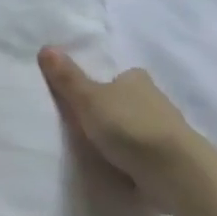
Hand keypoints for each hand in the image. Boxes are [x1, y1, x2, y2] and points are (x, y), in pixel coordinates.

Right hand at [39, 48, 193, 211]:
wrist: (171, 168)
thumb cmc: (127, 126)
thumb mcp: (88, 99)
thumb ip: (68, 78)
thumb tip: (45, 47)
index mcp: (137, 80)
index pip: (118, 78)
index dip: (102, 87)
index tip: (84, 104)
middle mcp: (155, 99)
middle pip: (127, 103)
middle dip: (112, 114)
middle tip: (85, 130)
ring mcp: (164, 129)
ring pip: (137, 128)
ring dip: (123, 138)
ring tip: (98, 153)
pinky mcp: (168, 156)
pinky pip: (144, 153)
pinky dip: (133, 158)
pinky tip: (119, 168)